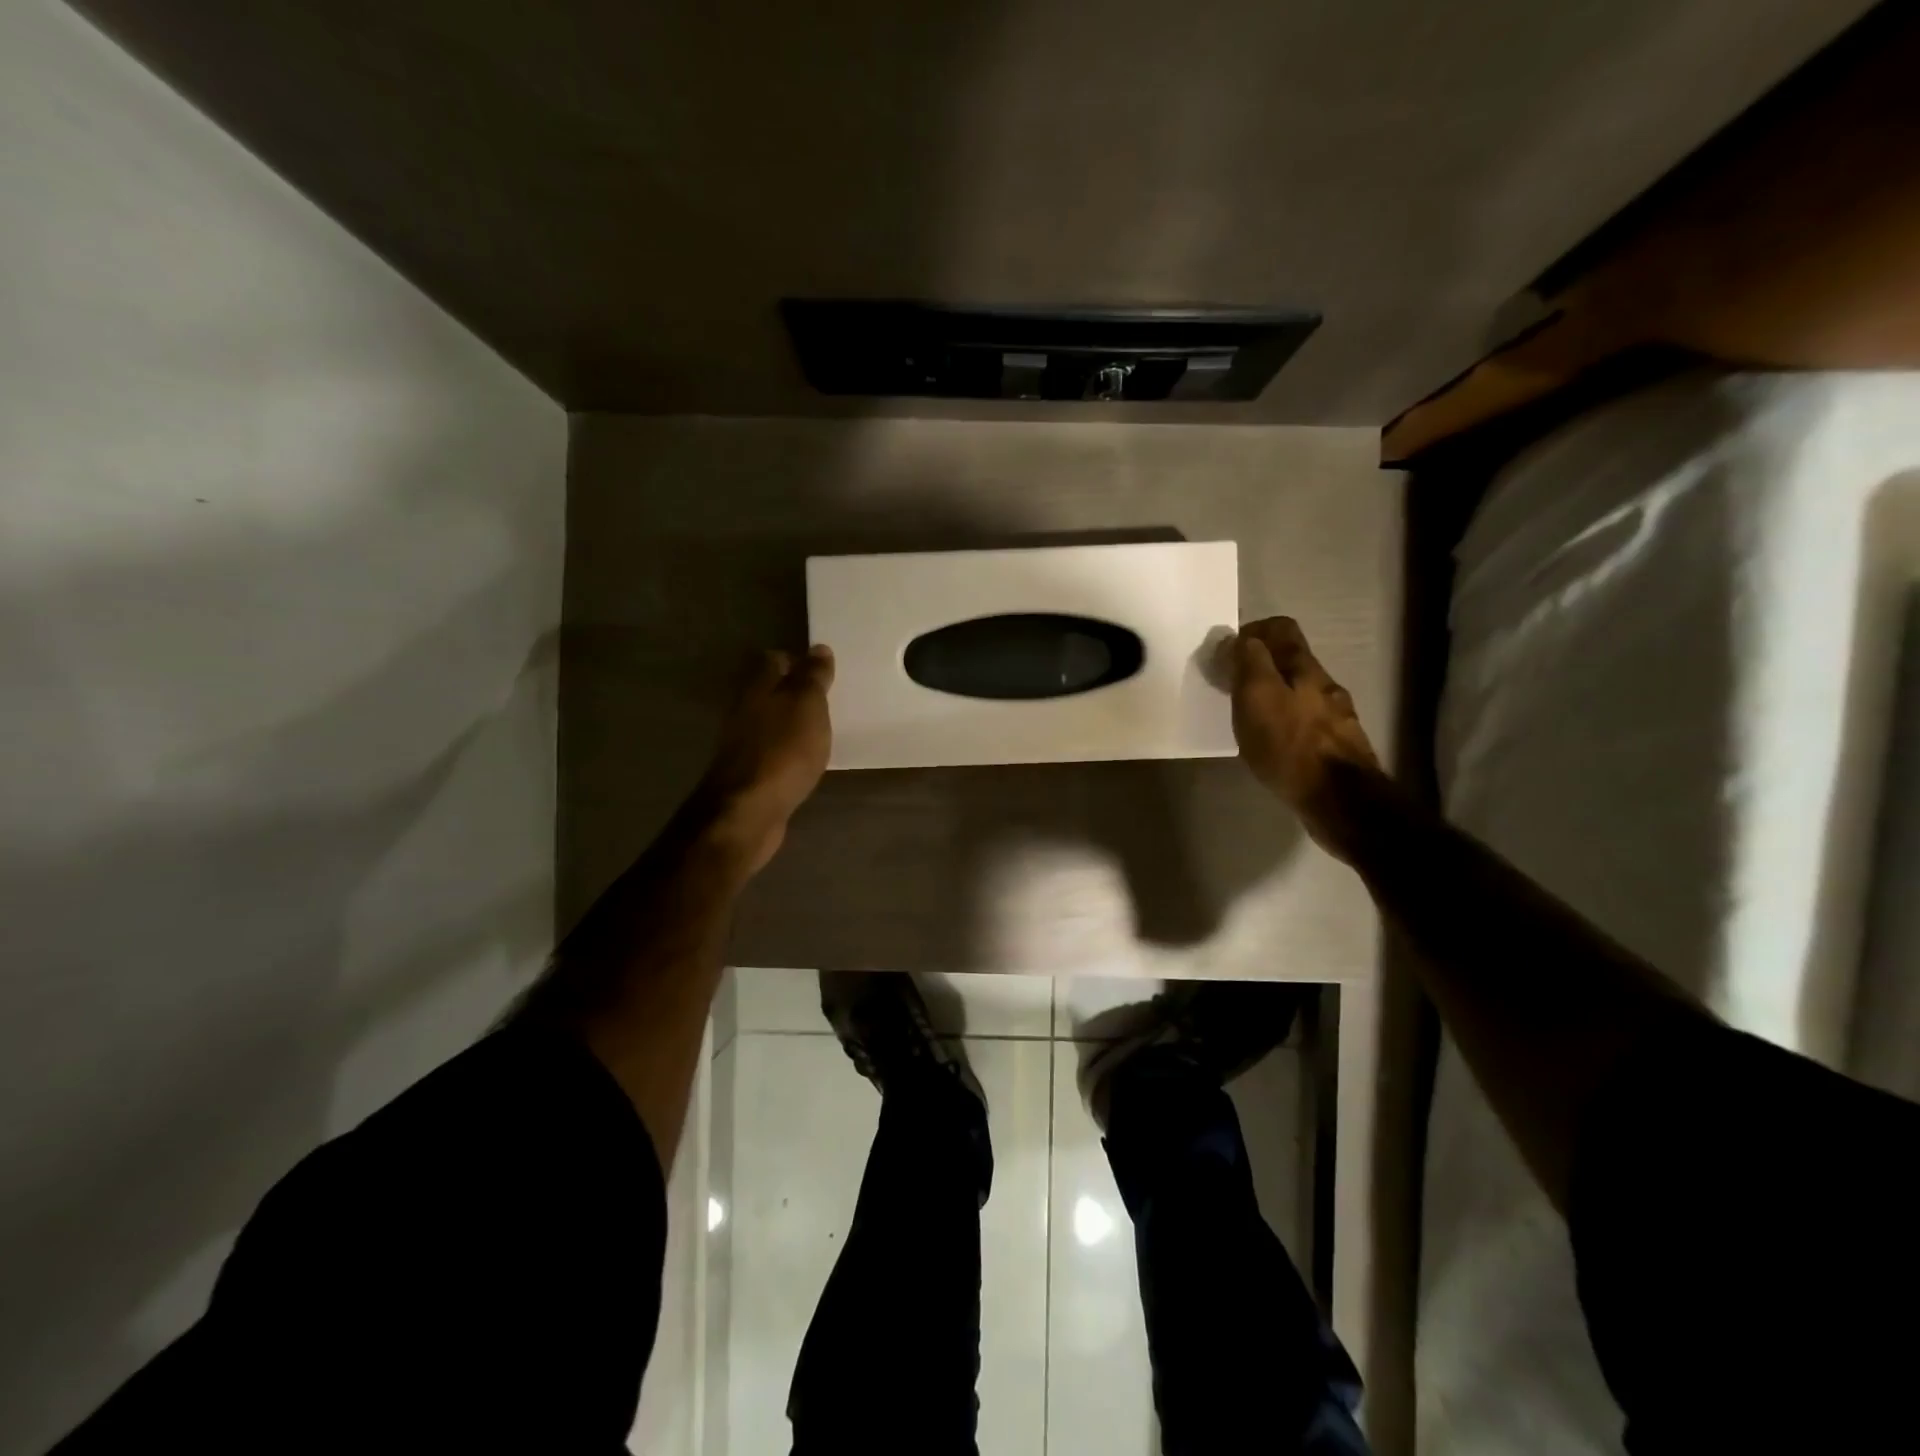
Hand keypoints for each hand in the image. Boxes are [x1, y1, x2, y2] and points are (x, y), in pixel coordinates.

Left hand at [695, 645, 833, 875]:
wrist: (748, 811)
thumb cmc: (782, 750)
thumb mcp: (807, 705)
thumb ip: (812, 677)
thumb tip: (817, 649)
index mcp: (758, 687)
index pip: (775, 660)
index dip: (799, 661)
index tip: (825, 671)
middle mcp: (745, 710)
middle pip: (772, 691)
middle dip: (798, 692)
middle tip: (830, 699)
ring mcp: (745, 743)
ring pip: (773, 721)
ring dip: (794, 722)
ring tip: (824, 728)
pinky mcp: (751, 773)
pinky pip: (774, 750)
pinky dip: (790, 750)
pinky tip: (807, 758)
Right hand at [1228, 617, 1379, 858]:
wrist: (1340, 801)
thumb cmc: (1290, 746)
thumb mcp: (1257, 696)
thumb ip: (1247, 662)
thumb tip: (1236, 639)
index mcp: (1304, 667)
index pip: (1281, 629)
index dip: (1253, 632)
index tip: (1227, 653)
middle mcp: (1324, 685)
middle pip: (1291, 660)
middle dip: (1261, 665)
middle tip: (1231, 685)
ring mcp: (1336, 716)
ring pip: (1300, 692)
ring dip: (1274, 695)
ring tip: (1248, 716)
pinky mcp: (1336, 746)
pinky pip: (1306, 722)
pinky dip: (1286, 723)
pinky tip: (1273, 743)